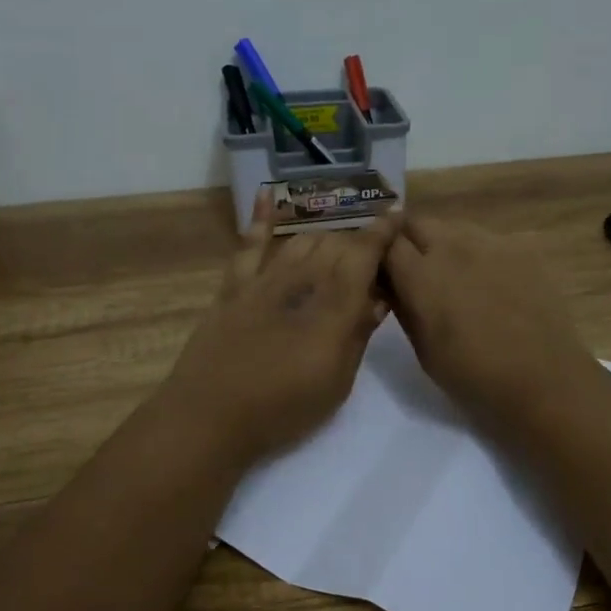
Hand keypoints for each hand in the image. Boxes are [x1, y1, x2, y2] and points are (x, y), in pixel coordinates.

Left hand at [162, 192, 399, 466]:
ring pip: (302, 240)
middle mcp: (302, 279)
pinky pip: (250, 245)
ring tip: (336, 249)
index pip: (364, 253)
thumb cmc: (284, 407)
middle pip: (336, 243)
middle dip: (357, 244)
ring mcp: (265, 279)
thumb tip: (377, 300)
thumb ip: (357, 334)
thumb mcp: (337, 381)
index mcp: (334, 304)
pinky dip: (260, 218)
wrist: (212, 415)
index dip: (383, 232)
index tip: (397, 216)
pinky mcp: (235, 286)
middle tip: (369, 261)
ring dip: (324, 239)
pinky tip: (267, 195)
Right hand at [382, 217, 598, 431]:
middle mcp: (452, 246)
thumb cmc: (473, 376)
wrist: (543, 380)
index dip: (383, 254)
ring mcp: (491, 242)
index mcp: (421, 275)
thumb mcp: (423, 349)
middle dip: (411, 240)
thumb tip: (392, 284)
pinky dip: (482, 254)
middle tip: (417, 270)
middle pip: (418, 223)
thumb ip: (404, 307)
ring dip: (446, 243)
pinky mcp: (523, 247)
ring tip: (458, 276)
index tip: (385, 271)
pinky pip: (490, 240)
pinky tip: (494, 283)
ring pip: (455, 227)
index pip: (387, 242)